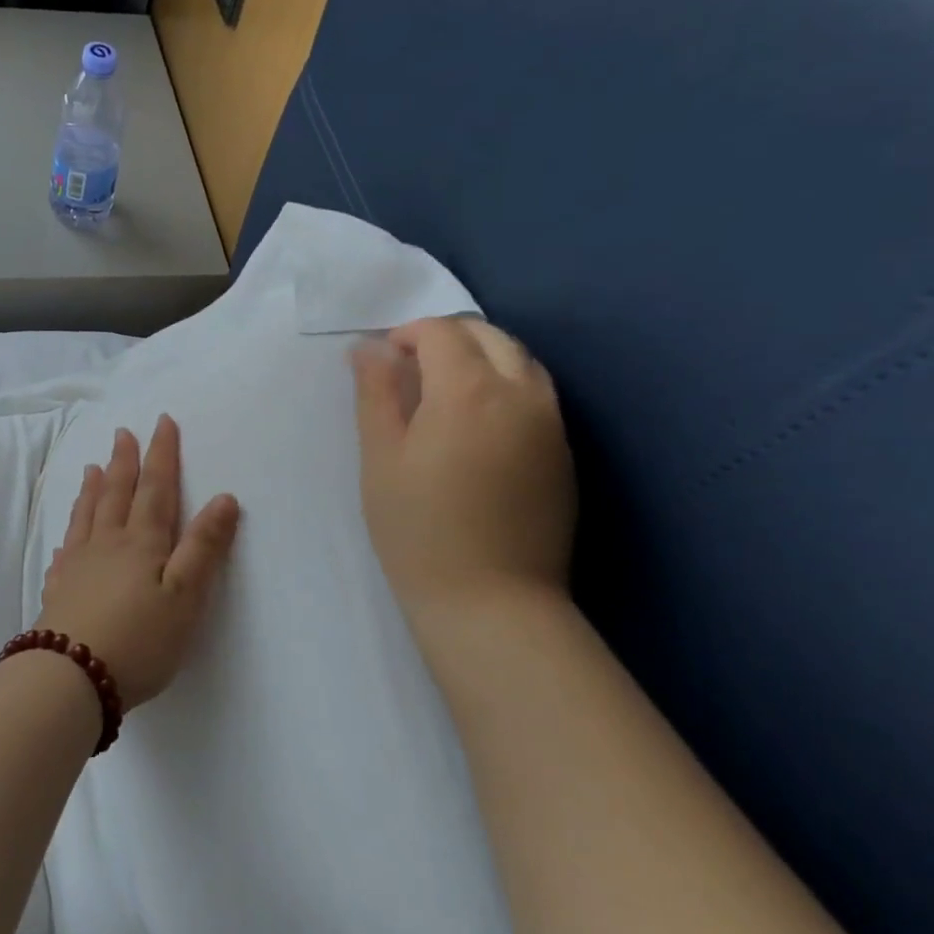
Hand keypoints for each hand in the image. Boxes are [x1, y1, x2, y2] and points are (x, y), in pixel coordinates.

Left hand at [37, 415, 240, 707]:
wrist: (72, 676)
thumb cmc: (140, 639)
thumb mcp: (184, 596)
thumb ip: (203, 547)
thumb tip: (224, 498)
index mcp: (141, 542)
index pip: (156, 488)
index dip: (161, 454)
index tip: (161, 422)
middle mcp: (107, 544)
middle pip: (116, 493)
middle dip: (124, 462)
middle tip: (123, 433)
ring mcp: (78, 566)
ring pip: (87, 516)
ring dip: (93, 489)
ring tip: (92, 467)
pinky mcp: (59, 591)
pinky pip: (65, 552)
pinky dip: (70, 535)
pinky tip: (67, 539)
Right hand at [351, 316, 575, 621]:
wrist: (491, 601)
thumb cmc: (418, 529)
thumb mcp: (380, 458)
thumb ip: (376, 394)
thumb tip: (369, 349)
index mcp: (468, 391)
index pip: (442, 332)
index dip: (408, 334)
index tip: (384, 360)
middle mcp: (520, 394)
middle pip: (489, 336)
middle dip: (447, 337)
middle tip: (411, 369)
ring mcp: (551, 423)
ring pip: (521, 360)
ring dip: (482, 357)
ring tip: (446, 391)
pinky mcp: (565, 452)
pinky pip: (538, 393)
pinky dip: (506, 384)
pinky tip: (480, 422)